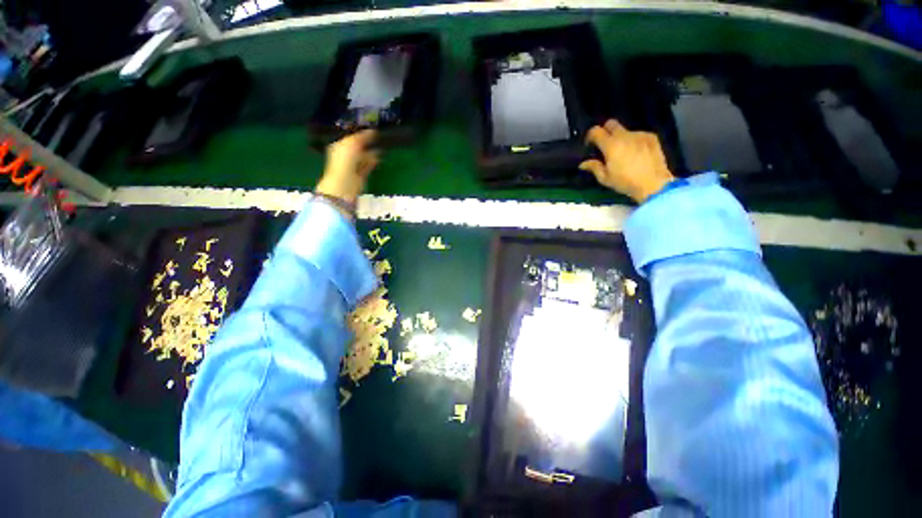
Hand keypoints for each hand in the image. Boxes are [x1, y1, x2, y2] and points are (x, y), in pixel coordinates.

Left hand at [315, 130, 379, 205]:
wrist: (344, 185)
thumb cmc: (345, 163)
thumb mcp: (351, 145)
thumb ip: (362, 138)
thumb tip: (373, 132)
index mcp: (340, 146)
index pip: (351, 138)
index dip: (361, 134)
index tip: (373, 130)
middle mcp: (346, 155)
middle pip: (358, 147)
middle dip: (367, 143)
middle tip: (379, 137)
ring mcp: (353, 166)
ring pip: (364, 156)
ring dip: (372, 152)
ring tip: (382, 146)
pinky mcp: (361, 174)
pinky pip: (368, 165)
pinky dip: (373, 161)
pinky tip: (380, 157)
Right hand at [579, 120, 674, 203]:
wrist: (654, 183)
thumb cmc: (625, 182)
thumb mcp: (605, 178)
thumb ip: (594, 167)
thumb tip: (583, 163)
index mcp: (611, 145)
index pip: (596, 131)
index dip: (590, 136)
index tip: (589, 144)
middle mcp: (625, 136)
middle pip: (611, 124)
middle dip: (605, 131)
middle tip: (604, 145)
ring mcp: (639, 134)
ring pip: (625, 131)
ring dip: (621, 139)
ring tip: (623, 153)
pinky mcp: (651, 137)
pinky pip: (638, 135)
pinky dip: (634, 142)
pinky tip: (636, 154)